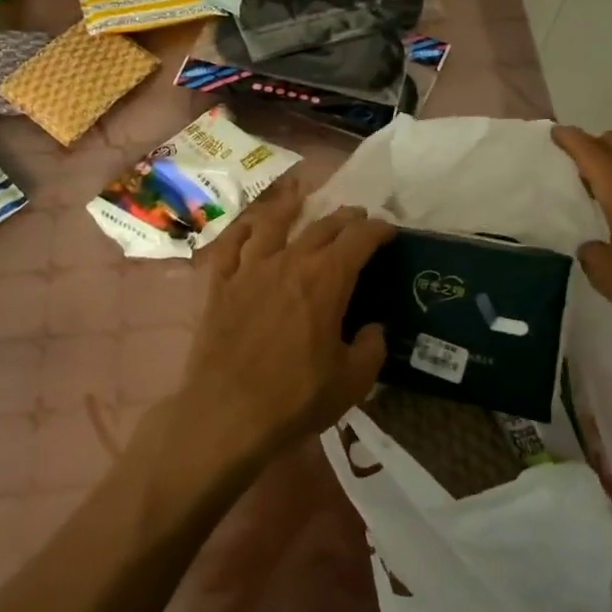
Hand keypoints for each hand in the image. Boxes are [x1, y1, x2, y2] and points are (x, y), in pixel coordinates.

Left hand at [184, 178, 393, 459]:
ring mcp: (251, 269)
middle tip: (357, 219)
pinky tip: (251, 227)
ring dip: (293, 207)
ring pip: (274, 224)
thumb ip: (372, 348)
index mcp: (326, 279)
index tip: (389, 231)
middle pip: (322, 226)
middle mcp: (290, 261)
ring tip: (302, 197)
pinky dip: (245, 230)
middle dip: (345, 219)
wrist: (226, 414)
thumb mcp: (352, 381)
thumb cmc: (295, 398)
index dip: (378, 230)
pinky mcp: (221, 284)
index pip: (359, 239)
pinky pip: (232, 246)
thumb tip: (374, 328)